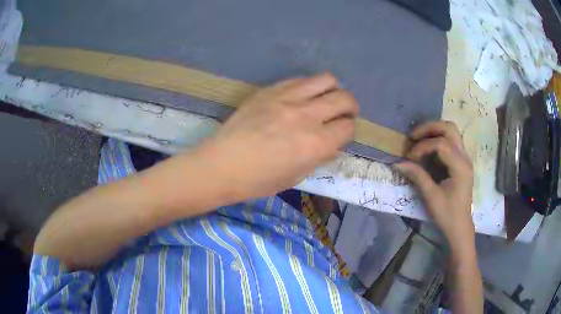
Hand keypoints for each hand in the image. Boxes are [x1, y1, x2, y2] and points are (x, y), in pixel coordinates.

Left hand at [196, 73, 357, 200]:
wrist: (222, 164)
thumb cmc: (258, 180)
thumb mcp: (296, 176)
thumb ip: (319, 157)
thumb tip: (332, 144)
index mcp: (316, 144)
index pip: (348, 128)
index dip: (348, 131)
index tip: (341, 134)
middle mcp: (307, 116)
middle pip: (344, 99)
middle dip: (350, 106)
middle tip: (345, 113)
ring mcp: (288, 98)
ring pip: (326, 80)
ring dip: (333, 89)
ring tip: (327, 98)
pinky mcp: (270, 90)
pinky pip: (300, 79)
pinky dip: (309, 86)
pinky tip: (302, 96)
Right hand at [394, 121, 474, 249]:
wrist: (460, 227)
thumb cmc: (447, 214)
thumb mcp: (431, 197)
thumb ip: (417, 176)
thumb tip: (397, 163)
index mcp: (460, 166)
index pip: (441, 144)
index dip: (422, 147)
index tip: (409, 158)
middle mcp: (465, 157)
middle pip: (449, 128)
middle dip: (430, 128)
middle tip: (413, 136)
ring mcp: (464, 158)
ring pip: (451, 132)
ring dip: (434, 131)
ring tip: (419, 139)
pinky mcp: (461, 162)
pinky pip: (451, 142)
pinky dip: (438, 139)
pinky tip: (428, 148)